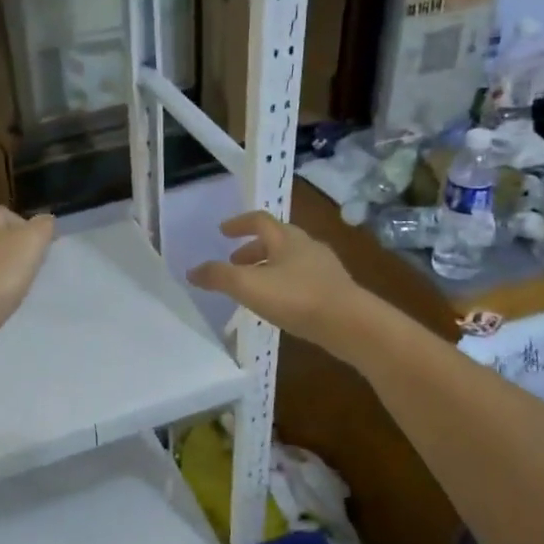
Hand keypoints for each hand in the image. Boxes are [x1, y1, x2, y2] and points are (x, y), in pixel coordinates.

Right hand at [186, 211, 361, 350]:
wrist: (350, 323)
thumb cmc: (296, 297)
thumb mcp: (248, 286)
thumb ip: (218, 276)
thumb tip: (193, 271)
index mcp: (286, 238)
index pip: (259, 220)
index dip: (238, 224)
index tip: (223, 232)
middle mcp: (307, 245)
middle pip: (276, 239)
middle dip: (252, 249)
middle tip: (234, 262)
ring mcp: (324, 267)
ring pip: (290, 260)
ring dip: (269, 267)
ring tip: (254, 286)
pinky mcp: (335, 289)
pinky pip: (303, 279)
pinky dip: (285, 284)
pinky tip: (281, 304)